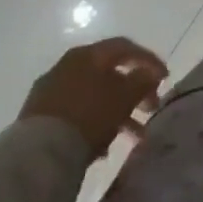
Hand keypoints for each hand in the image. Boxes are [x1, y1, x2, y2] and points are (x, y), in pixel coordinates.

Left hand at [19, 37, 167, 155]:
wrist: (37, 153)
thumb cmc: (88, 115)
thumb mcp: (123, 96)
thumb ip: (142, 80)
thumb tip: (150, 73)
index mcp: (88, 54)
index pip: (124, 48)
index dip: (148, 60)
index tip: (165, 78)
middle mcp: (68, 66)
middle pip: (109, 73)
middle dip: (134, 91)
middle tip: (151, 108)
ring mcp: (51, 91)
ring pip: (94, 96)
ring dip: (117, 113)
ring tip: (134, 137)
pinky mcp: (39, 118)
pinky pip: (77, 114)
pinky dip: (95, 124)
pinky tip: (103, 147)